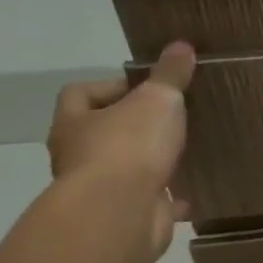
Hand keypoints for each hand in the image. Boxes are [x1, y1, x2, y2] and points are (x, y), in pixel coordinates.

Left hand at [47, 41, 196, 259]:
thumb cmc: (129, 146)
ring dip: (147, 163)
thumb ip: (170, 75)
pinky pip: (145, 202)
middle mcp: (77, 156)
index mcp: (75, 123)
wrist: (120, 214)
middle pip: (101, 133)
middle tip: (170, 119)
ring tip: (183, 153)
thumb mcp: (157, 99)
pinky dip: (164, 199)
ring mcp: (97, 190)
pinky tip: (187, 195)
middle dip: (133, 127)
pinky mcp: (122, 216)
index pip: (80, 94)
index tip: (147, 88)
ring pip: (123, 169)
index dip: (110, 86)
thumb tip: (181, 45)